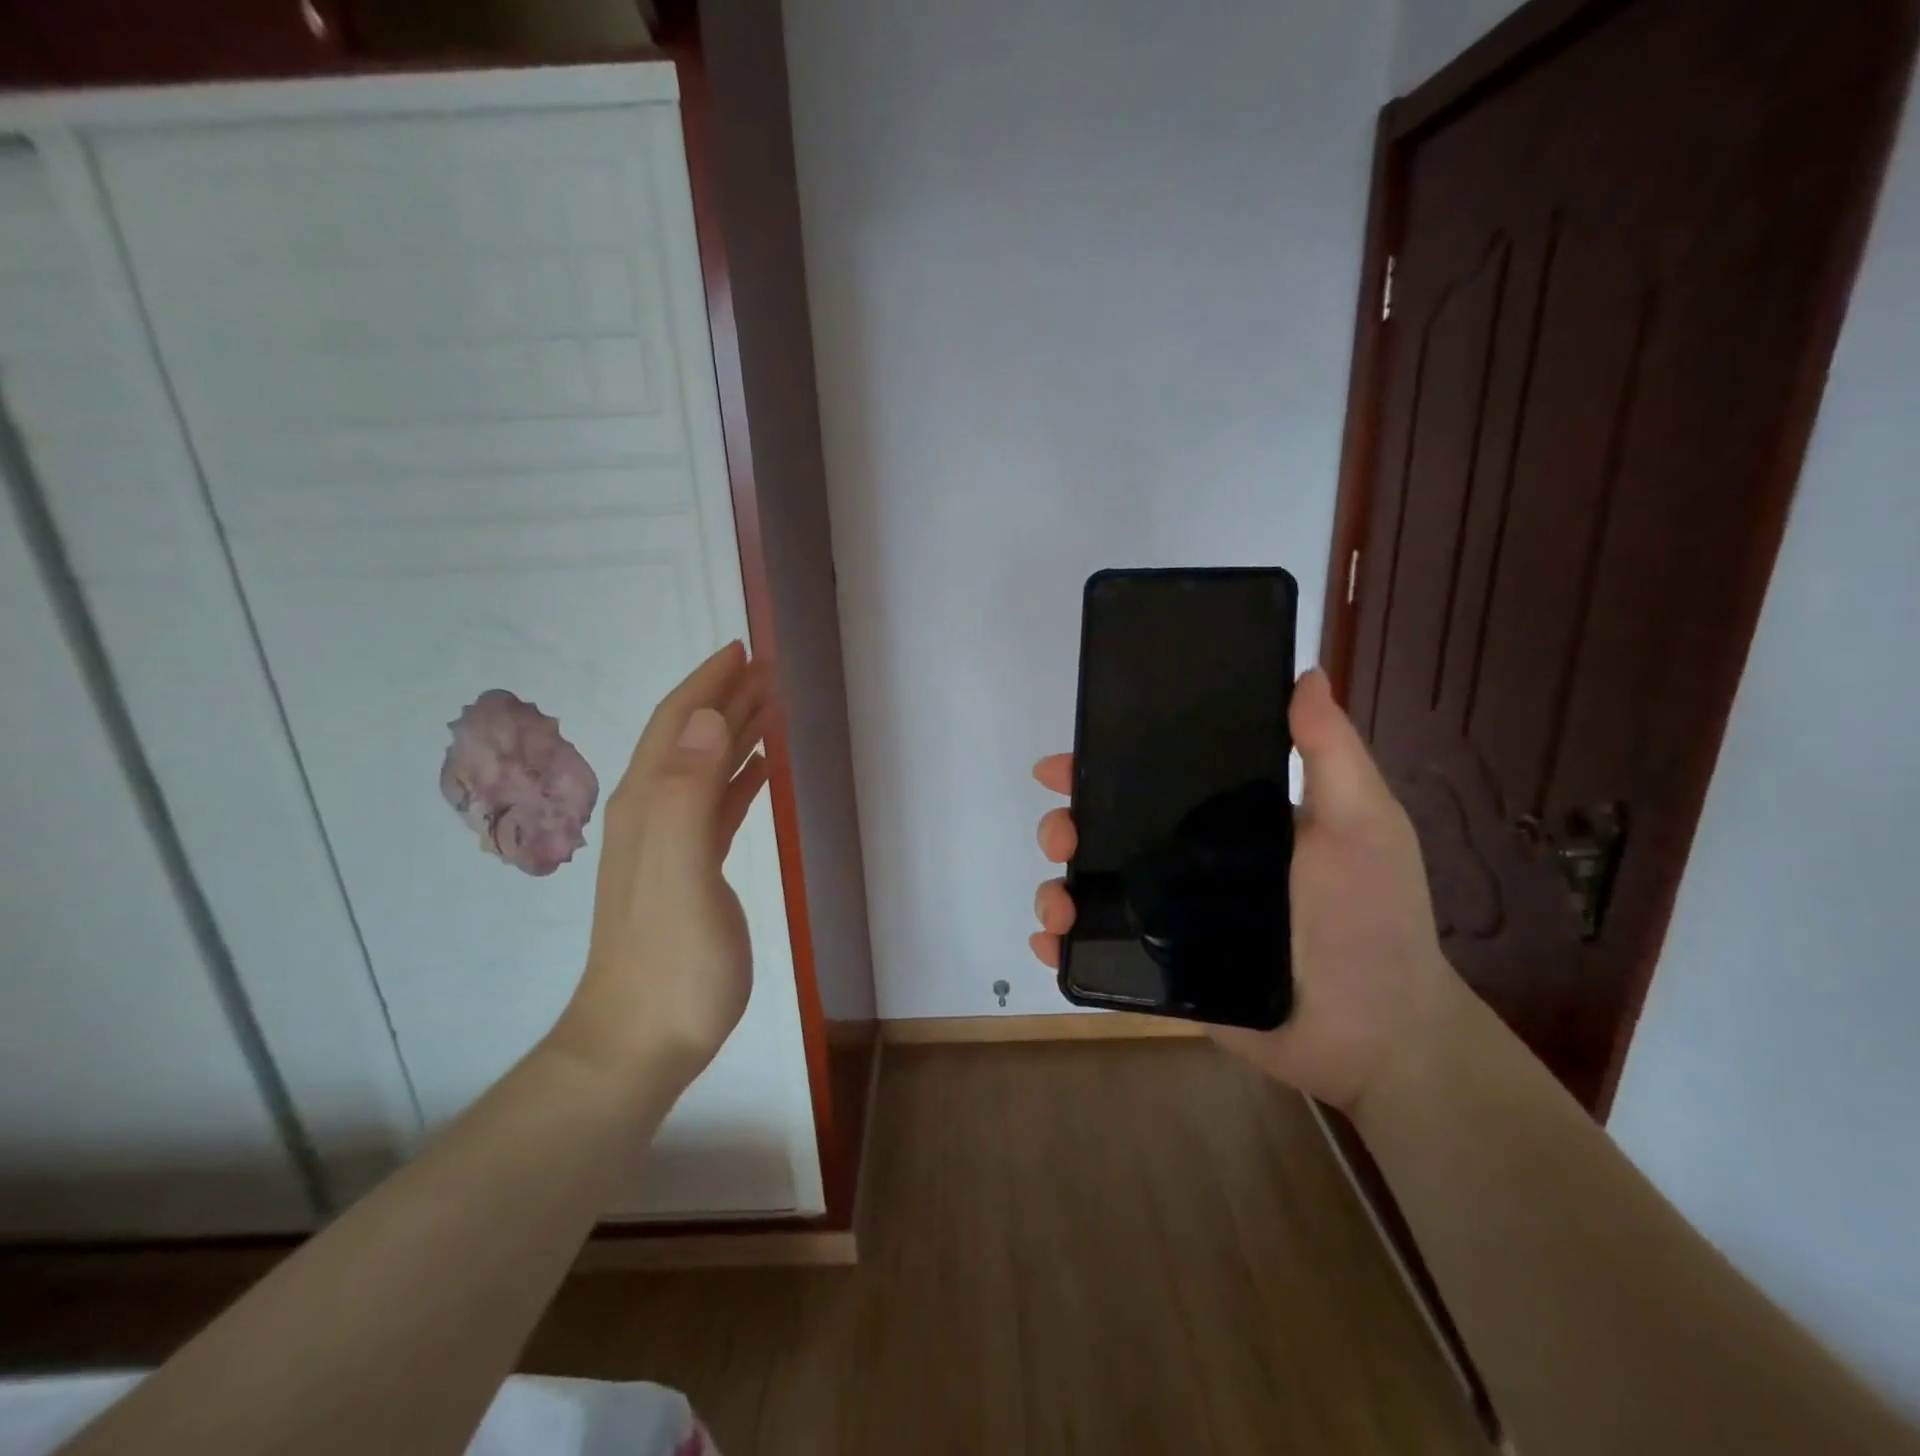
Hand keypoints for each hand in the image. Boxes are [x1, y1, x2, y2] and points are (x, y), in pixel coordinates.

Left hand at [556, 641, 774, 1083]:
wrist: (640, 1043)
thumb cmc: (671, 964)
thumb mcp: (680, 877)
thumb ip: (687, 796)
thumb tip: (710, 719)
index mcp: (648, 805)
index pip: (678, 725)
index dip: (708, 684)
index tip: (743, 649)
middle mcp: (652, 813)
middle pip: (691, 737)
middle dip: (727, 696)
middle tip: (770, 667)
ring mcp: (669, 843)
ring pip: (705, 766)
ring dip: (736, 730)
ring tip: (772, 704)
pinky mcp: (691, 869)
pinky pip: (716, 803)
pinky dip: (739, 775)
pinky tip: (760, 770)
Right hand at [1030, 668, 1461, 1112]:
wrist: (1377, 1034)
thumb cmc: (1371, 919)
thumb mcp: (1362, 824)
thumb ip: (1332, 754)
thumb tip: (1307, 673)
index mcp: (1223, 822)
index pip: (1149, 783)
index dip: (1101, 768)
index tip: (1062, 766)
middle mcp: (1188, 863)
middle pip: (1107, 835)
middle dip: (1067, 828)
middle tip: (1060, 838)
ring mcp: (1170, 920)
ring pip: (1095, 891)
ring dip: (1057, 888)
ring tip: (1055, 904)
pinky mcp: (1162, 969)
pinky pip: (1102, 951)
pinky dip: (1065, 944)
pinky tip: (1050, 942)